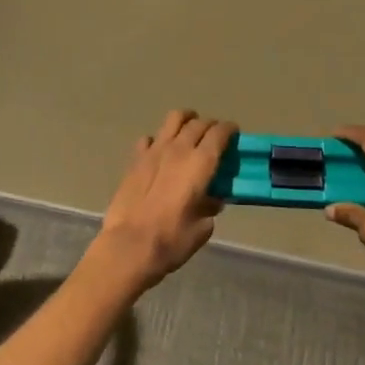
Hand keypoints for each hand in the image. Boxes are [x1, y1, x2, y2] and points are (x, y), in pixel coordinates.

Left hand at [94, 110, 235, 292]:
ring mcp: (154, 151)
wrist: (130, 245)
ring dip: (185, 120)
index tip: (234, 133)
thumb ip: (209, 207)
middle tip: (215, 135)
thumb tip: (210, 200)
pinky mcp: (135, 160)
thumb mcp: (202, 228)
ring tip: (189, 129)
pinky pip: (149, 139)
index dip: (229, 130)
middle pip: (198, 124)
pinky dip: (158, 140)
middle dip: (210, 125)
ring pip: (173, 119)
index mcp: (201, 163)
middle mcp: (179, 149)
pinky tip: (160, 152)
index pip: (219, 133)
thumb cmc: (172, 240)